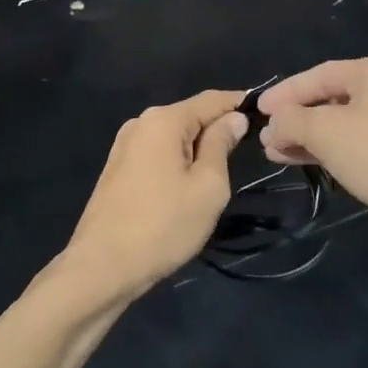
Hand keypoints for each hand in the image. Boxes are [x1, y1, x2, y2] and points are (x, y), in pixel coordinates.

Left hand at [65, 90, 246, 299]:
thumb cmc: (163, 226)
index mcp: (163, 120)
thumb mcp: (208, 186)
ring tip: (219, 173)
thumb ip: (221, 144)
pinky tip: (186, 185)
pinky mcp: (117, 167)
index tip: (265, 113)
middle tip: (246, 151)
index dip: (240, 103)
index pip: (212, 99)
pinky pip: (157, 152)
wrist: (101, 268)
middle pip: (191, 115)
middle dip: (218, 128)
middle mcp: (141, 123)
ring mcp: (125, 145)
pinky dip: (177, 160)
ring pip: (173, 136)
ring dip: (197, 148)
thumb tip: (233, 119)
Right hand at [256, 58, 367, 248]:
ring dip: (313, 138)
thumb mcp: (326, 133)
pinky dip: (337, 151)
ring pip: (348, 124)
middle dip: (297, 119)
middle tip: (268, 139)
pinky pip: (365, 144)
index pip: (320, 74)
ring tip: (280, 155)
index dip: (285, 92)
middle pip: (334, 99)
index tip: (258, 110)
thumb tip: (274, 123)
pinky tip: (315, 164)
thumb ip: (292, 121)